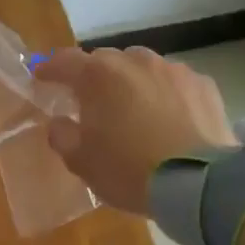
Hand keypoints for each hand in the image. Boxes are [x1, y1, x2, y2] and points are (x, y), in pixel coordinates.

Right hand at [33, 46, 236, 213]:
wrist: (198, 183)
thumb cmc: (128, 170)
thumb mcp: (81, 161)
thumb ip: (62, 135)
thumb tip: (59, 122)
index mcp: (98, 76)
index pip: (63, 61)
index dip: (49, 69)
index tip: (40, 79)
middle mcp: (135, 61)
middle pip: (105, 60)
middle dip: (93, 77)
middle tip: (89, 101)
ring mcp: (173, 70)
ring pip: (142, 67)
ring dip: (130, 82)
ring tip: (130, 108)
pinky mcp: (204, 85)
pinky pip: (173, 82)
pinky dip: (163, 93)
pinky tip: (166, 117)